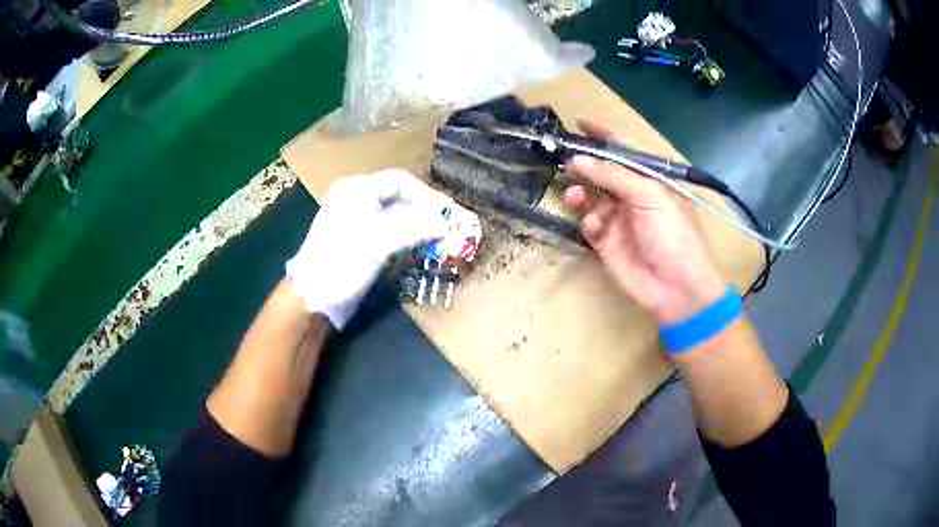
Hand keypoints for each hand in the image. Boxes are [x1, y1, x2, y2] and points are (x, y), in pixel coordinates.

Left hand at [286, 169, 453, 328]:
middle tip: (449, 224)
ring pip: (396, 216)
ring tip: (441, 237)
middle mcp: (357, 199)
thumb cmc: (342, 262)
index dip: (426, 195)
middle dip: (425, 210)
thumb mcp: (379, 241)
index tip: (448, 212)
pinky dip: (408, 237)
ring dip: (419, 225)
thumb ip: (415, 228)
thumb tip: (446, 224)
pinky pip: (390, 232)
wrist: (312, 297)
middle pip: (399, 197)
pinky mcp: (361, 242)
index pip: (400, 181)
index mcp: (356, 189)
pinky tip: (422, 247)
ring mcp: (358, 221)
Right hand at [564, 120, 727, 325]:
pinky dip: (588, 222)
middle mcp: (633, 197)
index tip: (581, 123)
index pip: (625, 151)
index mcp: (650, 181)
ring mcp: (619, 220)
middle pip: (603, 173)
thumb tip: (579, 159)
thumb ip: (614, 176)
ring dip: (580, 193)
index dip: (605, 136)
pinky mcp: (607, 244)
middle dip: (585, 166)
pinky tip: (594, 226)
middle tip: (565, 160)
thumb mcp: (650, 197)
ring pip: (591, 198)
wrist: (676, 287)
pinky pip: (590, 225)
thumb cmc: (673, 235)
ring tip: (573, 195)